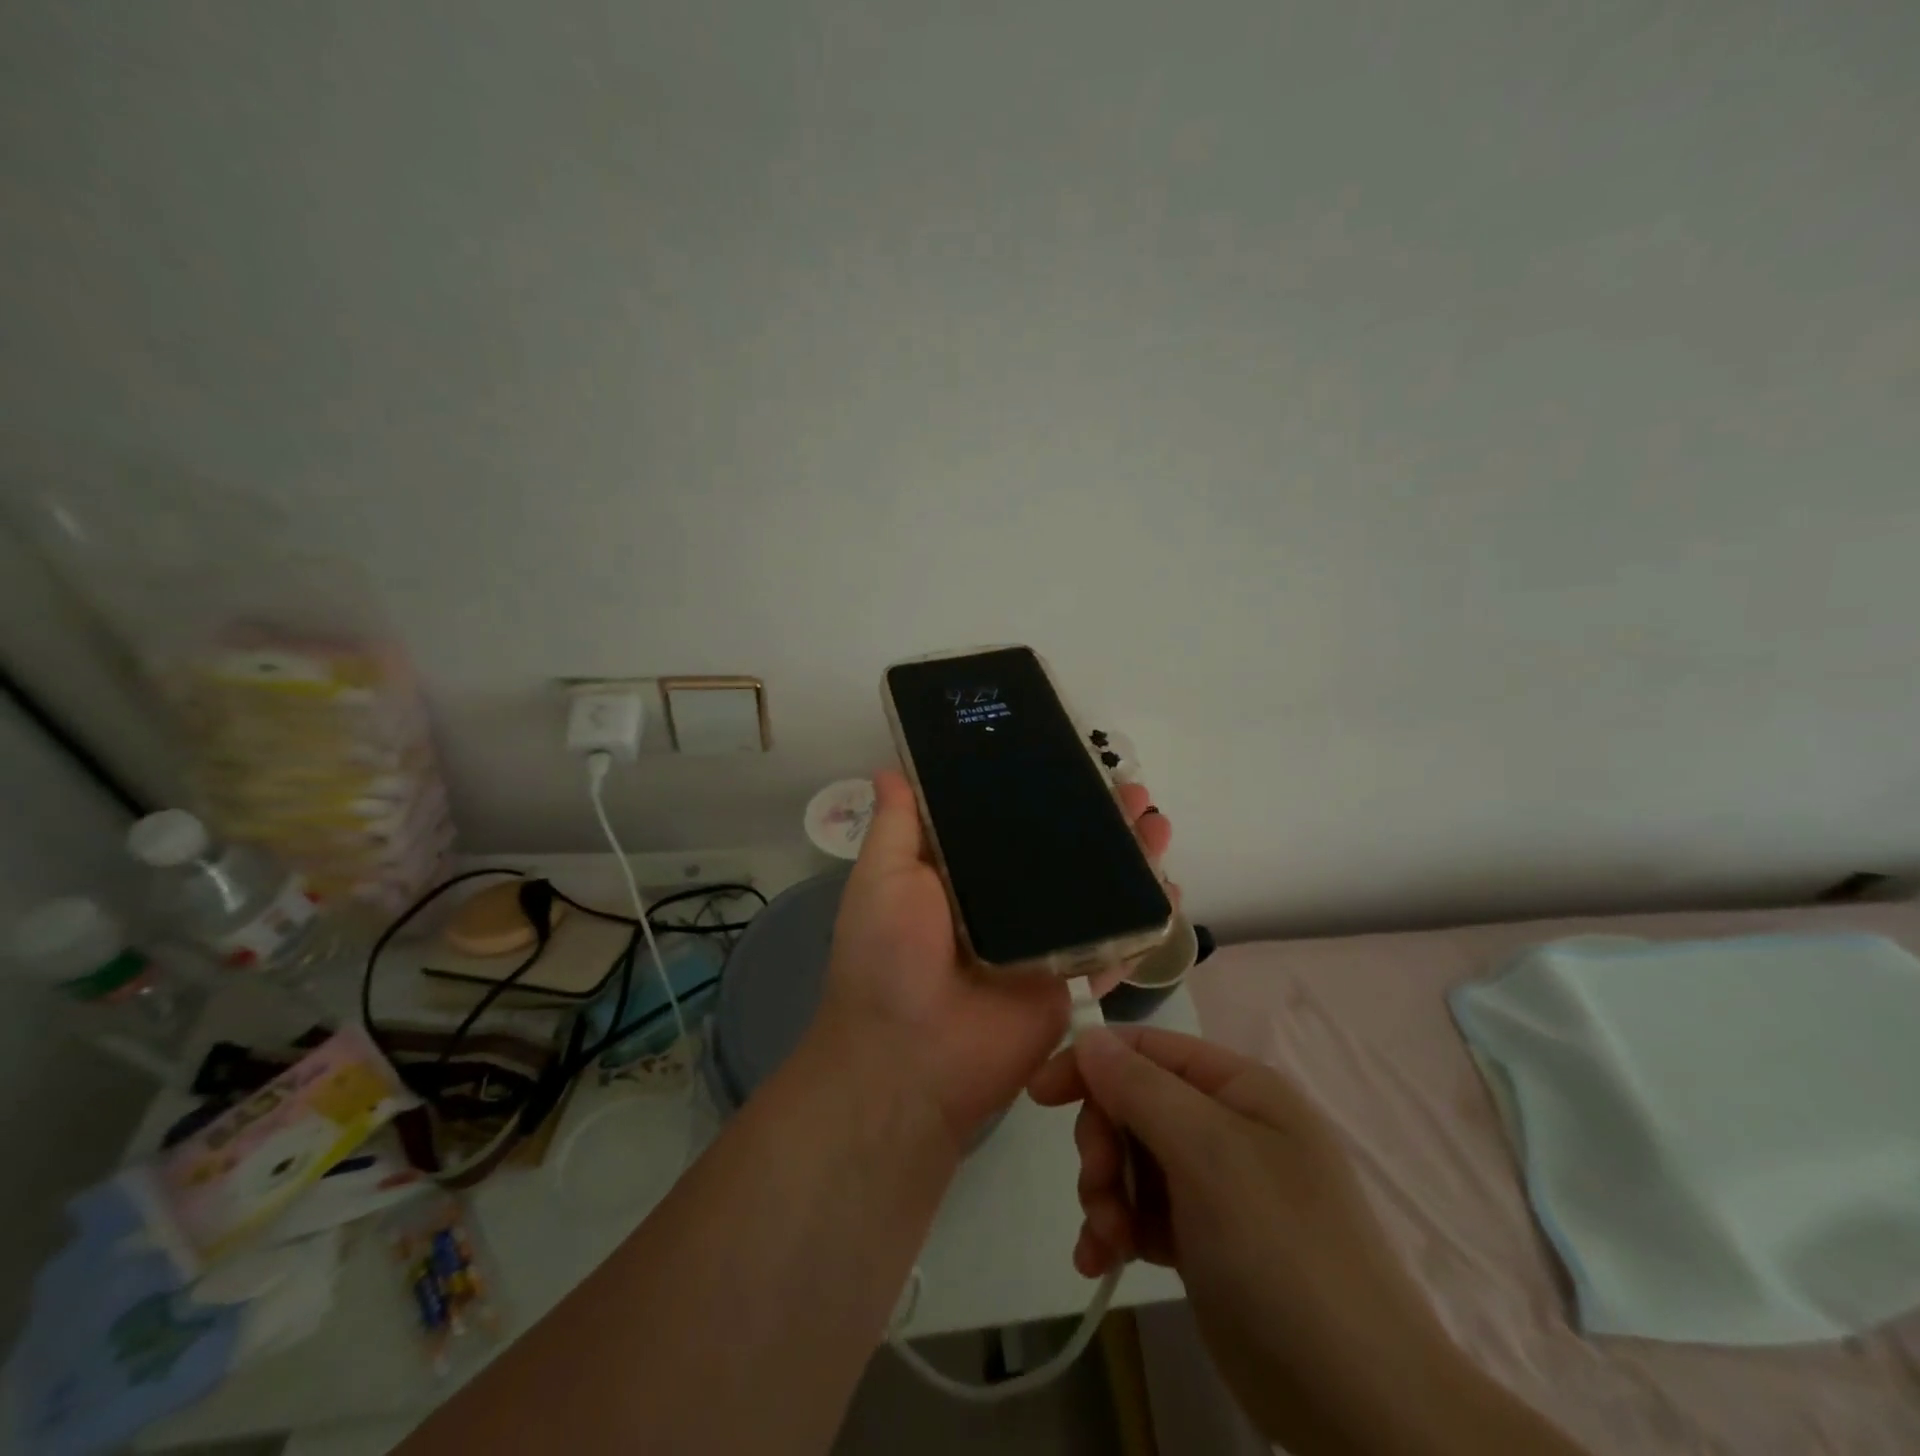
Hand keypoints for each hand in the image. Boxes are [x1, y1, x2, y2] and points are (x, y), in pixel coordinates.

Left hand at [815, 769, 1172, 1153]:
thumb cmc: (889, 957)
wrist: (911, 1059)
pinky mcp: (1069, 981)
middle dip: (1101, 820)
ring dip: (1131, 859)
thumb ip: (896, 826)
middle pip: (1063, 852)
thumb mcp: (882, 878)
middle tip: (1133, 792)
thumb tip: (892, 769)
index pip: (1010, 820)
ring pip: (1097, 891)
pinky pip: (1114, 945)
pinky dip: (1145, 921)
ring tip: (1157, 826)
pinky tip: (1169, 892)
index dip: (1043, 791)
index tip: (1074, 761)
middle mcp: (1006, 901)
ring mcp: (1042, 941)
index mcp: (963, 874)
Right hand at [1029, 1026, 1556, 1454]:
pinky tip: (1100, 1260)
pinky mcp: (1205, 1240)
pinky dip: (1117, 1229)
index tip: (1039, 1094)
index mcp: (1239, 1089)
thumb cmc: (1282, 1252)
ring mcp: (1218, 1186)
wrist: (1359, 1405)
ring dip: (1105, 1193)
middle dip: (1103, 1144)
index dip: (1091, 1062)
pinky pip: (1143, 1211)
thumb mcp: (1208, 1155)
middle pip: (1134, 1105)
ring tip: (1105, 1239)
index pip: (1148, 1049)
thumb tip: (1088, 1036)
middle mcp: (1227, 1126)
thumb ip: (1141, 1089)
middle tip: (1097, 1188)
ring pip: (1132, 1160)